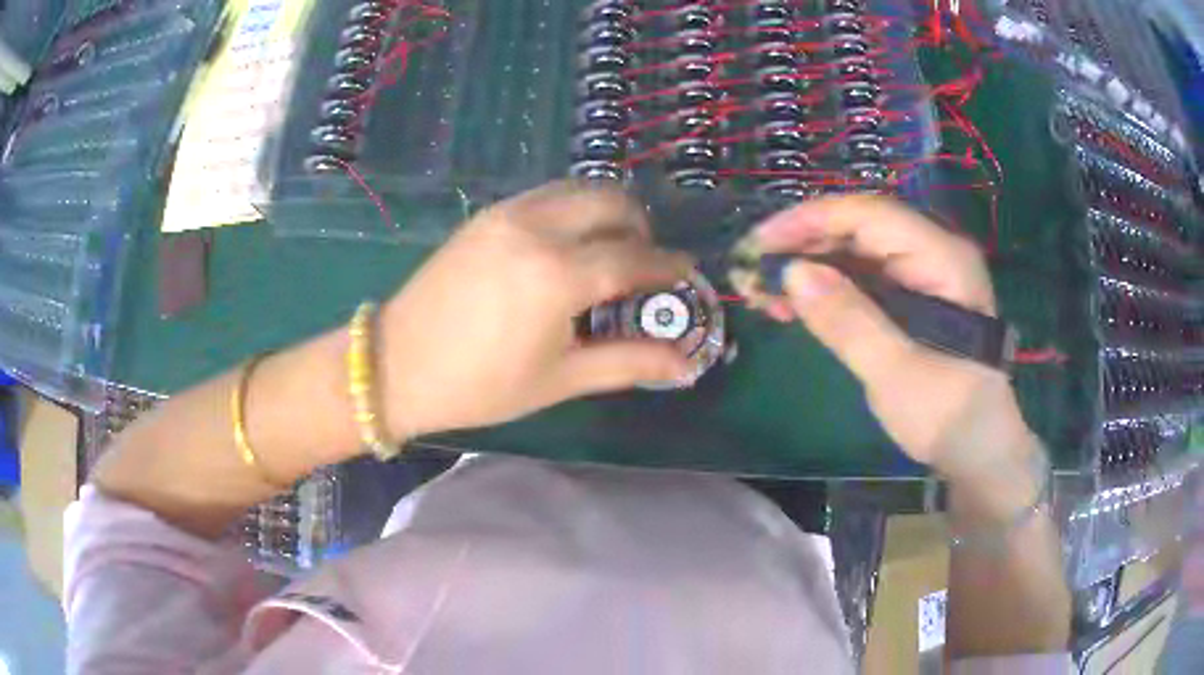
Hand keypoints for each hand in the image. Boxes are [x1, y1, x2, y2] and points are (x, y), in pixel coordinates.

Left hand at [378, 181, 694, 438]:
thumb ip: (629, 362)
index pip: (635, 258)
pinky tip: (566, 246)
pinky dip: (573, 209)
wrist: (398, 365)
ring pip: (579, 188)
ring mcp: (508, 214)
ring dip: (607, 212)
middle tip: (643, 265)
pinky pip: (548, 195)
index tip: (686, 276)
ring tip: (607, 252)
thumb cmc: (481, 385)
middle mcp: (537, 228)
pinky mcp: (488, 214)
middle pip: (612, 201)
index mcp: (558, 275)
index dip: (669, 267)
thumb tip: (688, 364)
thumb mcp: (561, 379)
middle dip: (641, 228)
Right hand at [734, 195, 1038, 479]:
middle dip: (804, 244)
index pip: (870, 215)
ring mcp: (922, 273)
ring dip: (808, 266)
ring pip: (855, 251)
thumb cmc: (948, 415)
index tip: (761, 241)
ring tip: (763, 292)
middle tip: (753, 270)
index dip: (812, 220)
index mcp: (943, 258)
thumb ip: (849, 322)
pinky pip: (861, 277)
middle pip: (859, 228)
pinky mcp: (910, 295)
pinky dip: (824, 288)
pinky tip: (791, 305)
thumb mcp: (897, 374)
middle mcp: (934, 251)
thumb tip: (792, 272)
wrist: (977, 449)